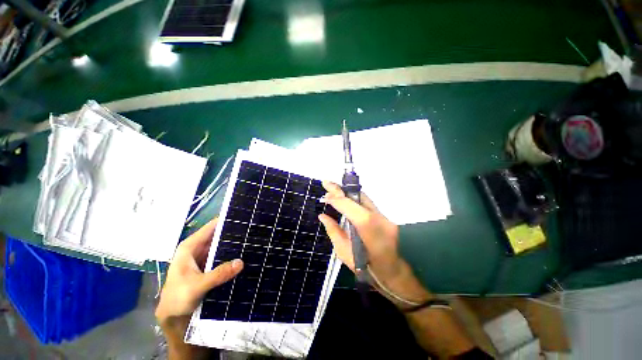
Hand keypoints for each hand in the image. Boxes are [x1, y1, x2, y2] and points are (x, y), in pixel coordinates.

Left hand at [156, 218, 243, 324]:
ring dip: (235, 244)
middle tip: (254, 229)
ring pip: (222, 245)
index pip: (211, 226)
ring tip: (253, 239)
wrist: (173, 317)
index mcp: (190, 246)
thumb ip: (218, 274)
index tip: (245, 217)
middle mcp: (198, 248)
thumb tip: (241, 262)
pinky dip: (233, 255)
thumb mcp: (196, 286)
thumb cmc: (177, 298)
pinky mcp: (210, 266)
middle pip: (219, 235)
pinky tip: (246, 254)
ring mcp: (204, 257)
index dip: (226, 220)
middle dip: (234, 232)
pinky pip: (223, 256)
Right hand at [318, 182, 431, 305]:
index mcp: (368, 228)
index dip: (336, 199)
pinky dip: (355, 199)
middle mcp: (378, 218)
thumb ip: (333, 231)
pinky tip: (346, 199)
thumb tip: (322, 216)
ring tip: (334, 189)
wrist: (393, 274)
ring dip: (348, 193)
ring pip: (364, 198)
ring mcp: (384, 217)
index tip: (325, 196)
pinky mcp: (386, 218)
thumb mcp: (344, 253)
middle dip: (341, 189)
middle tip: (327, 182)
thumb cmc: (366, 269)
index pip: (349, 206)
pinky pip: (368, 204)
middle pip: (358, 197)